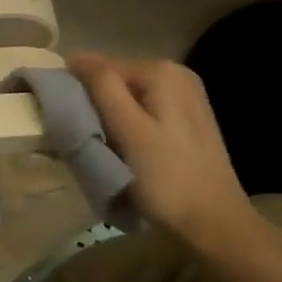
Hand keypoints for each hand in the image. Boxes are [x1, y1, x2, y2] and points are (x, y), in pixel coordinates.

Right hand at [69, 53, 264, 255]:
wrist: (214, 224)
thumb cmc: (166, 178)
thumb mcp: (128, 130)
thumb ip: (103, 88)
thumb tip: (76, 57)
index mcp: (162, 72)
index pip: (101, 67)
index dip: (80, 92)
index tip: (68, 121)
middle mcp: (178, 75)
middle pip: (116, 82)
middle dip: (96, 105)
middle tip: (86, 139)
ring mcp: (186, 98)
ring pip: (128, 99)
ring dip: (110, 119)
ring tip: (103, 148)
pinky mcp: (188, 121)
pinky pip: (144, 113)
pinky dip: (128, 128)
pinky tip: (126, 152)